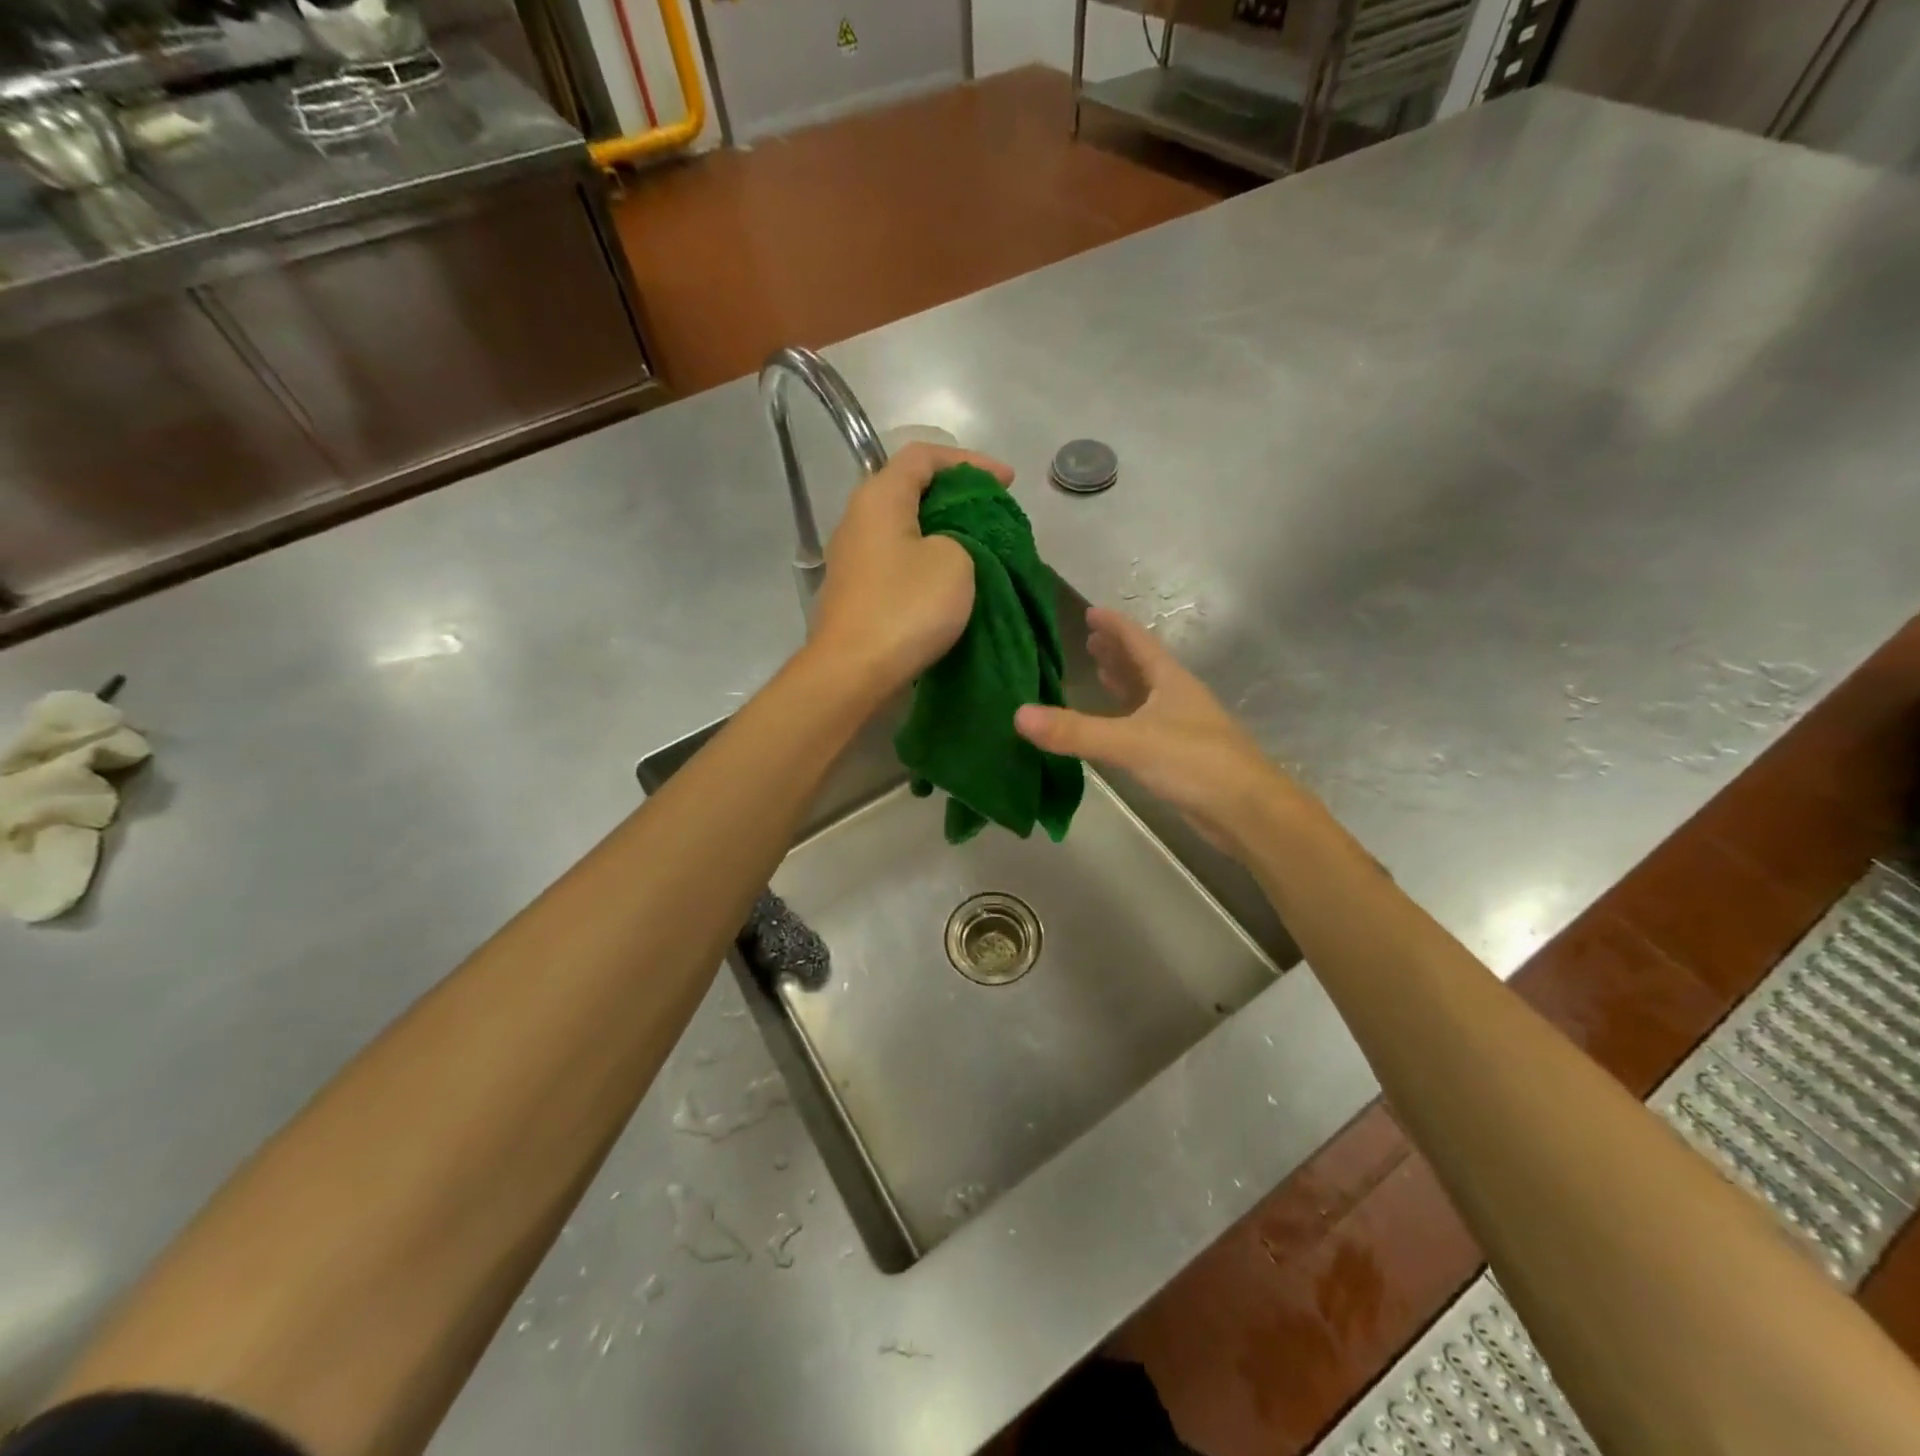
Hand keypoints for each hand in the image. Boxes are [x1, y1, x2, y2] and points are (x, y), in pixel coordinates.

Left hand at [807, 442, 1015, 696]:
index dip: (970, 461)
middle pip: (911, 489)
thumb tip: (949, 544)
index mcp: (879, 497)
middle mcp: (858, 518)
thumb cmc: (906, 607)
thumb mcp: (955, 561)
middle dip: (957, 496)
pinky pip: (897, 559)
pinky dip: (926, 559)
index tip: (1007, 482)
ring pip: (904, 527)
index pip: (924, 455)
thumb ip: (962, 535)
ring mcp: (852, 557)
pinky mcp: (856, 590)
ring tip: (979, 545)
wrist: (853, 671)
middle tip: (994, 513)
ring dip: (942, 530)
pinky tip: (949, 578)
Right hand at [1014, 607, 1294, 855]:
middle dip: (1117, 651)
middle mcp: (1178, 697)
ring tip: (1099, 673)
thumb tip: (1019, 715)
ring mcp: (1184, 727)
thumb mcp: (1129, 742)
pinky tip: (1116, 727)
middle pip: (1144, 665)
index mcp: (1170, 681)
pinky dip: (1128, 717)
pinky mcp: (1183, 756)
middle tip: (1088, 641)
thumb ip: (1075, 731)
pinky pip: (1147, 724)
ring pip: (1148, 695)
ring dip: (1124, 682)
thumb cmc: (1193, 763)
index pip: (1138, 642)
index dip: (1114, 625)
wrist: (1248, 811)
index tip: (1090, 612)